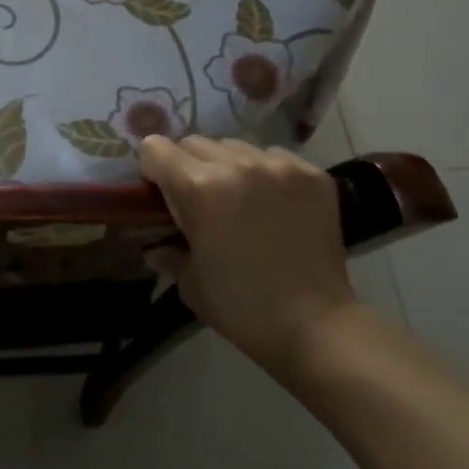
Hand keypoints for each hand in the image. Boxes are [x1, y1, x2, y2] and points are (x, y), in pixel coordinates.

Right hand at [137, 135, 359, 375]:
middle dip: (187, 166)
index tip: (161, 193)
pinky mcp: (312, 174)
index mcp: (199, 189)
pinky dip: (266, 173)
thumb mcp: (191, 283)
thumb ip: (168, 253)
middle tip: (199, 200)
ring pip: (235, 146)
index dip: (153, 170)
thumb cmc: (242, 308)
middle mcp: (237, 165)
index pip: (156, 149)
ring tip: (240, 200)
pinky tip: (274, 204)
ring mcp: (279, 166)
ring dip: (228, 166)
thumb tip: (154, 248)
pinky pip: (274, 156)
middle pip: (195, 142)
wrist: (315, 326)